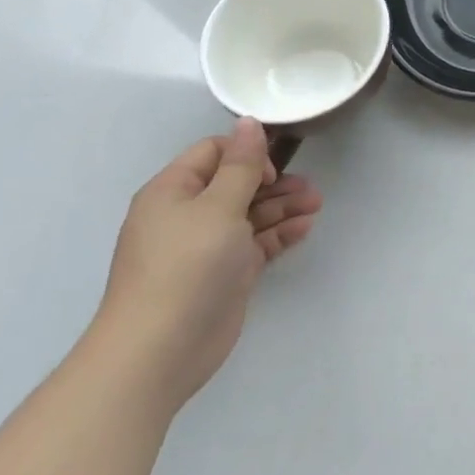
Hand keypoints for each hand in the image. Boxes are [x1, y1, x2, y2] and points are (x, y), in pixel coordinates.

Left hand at [89, 118, 322, 415]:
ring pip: (250, 213)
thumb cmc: (186, 266)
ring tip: (316, 204)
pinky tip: (306, 227)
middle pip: (237, 183)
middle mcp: (188, 214)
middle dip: (275, 182)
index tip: (272, 168)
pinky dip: (279, 233)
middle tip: (309, 187)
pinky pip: (255, 242)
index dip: (246, 153)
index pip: (214, 153)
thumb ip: (241, 164)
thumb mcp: (218, 206)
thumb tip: (248, 121)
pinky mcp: (224, 274)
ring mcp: (206, 246)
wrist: (158, 352)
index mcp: (173, 191)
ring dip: (283, 206)